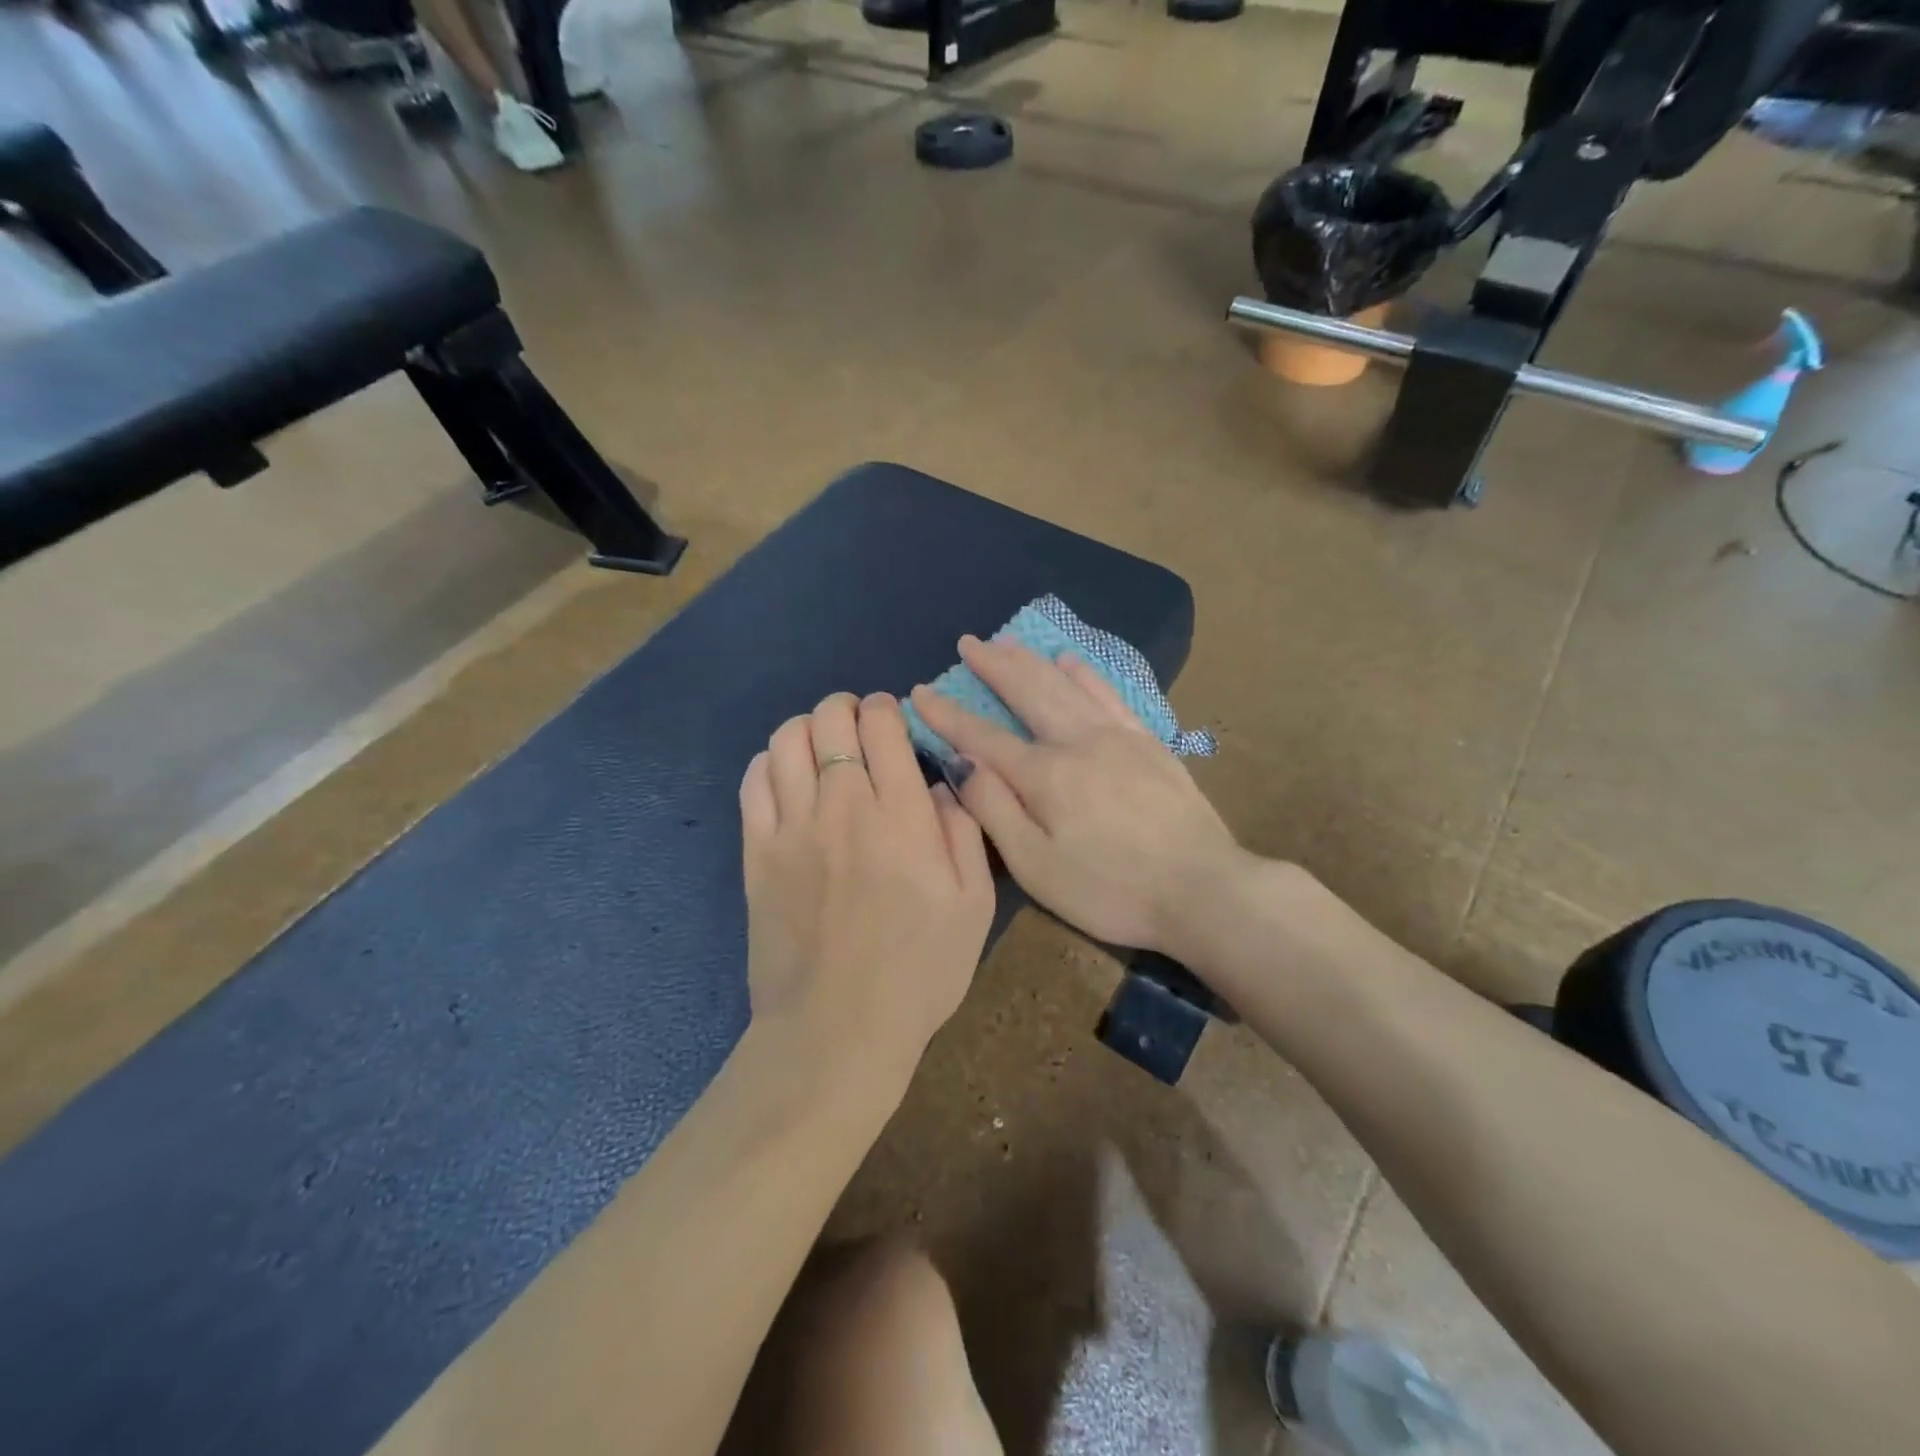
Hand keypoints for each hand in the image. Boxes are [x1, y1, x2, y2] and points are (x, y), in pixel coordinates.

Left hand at [740, 692, 995, 1086]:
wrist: (837, 1031)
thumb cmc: (918, 973)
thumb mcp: (974, 906)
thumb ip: (963, 832)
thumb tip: (937, 786)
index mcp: (900, 816)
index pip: (882, 726)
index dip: (886, 708)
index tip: (892, 718)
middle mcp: (842, 807)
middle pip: (829, 720)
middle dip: (845, 708)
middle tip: (858, 726)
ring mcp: (792, 828)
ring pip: (785, 741)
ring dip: (806, 728)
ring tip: (821, 745)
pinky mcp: (757, 854)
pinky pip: (753, 783)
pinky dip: (768, 762)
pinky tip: (785, 775)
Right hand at [909, 637, 1247, 956]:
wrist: (1203, 889)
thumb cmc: (1111, 890)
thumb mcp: (1038, 868)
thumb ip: (995, 812)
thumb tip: (963, 764)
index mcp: (1044, 775)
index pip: (982, 736)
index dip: (947, 714)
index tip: (920, 690)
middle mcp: (1077, 742)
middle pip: (1028, 692)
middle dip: (993, 666)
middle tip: (969, 642)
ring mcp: (1118, 737)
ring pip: (1066, 685)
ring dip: (1033, 661)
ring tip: (1008, 642)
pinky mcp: (1149, 743)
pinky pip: (1111, 695)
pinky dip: (1087, 673)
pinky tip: (1072, 660)